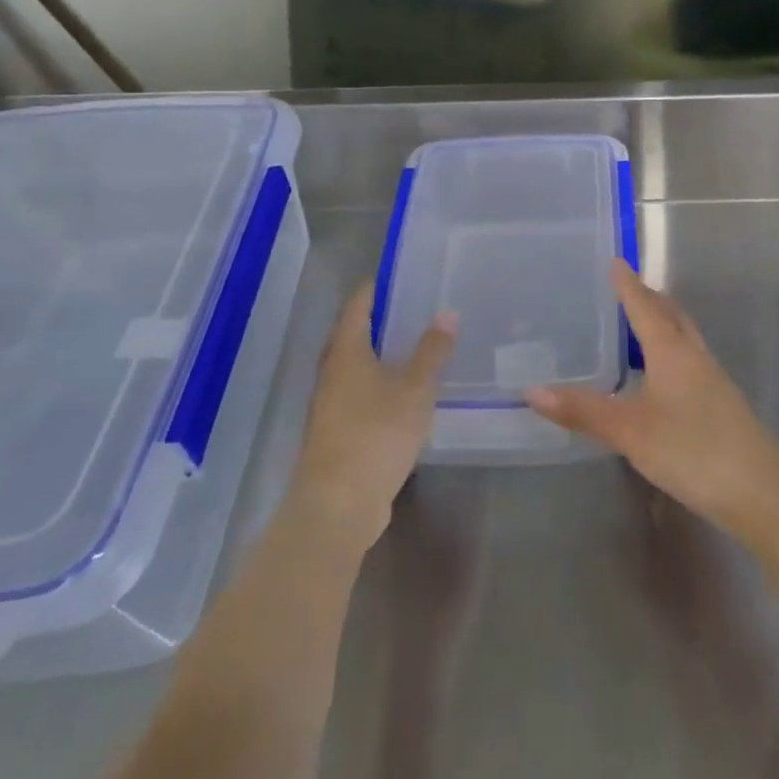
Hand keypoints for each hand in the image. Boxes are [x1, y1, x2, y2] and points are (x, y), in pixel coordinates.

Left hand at [288, 287, 455, 553]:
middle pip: (354, 334)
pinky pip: (360, 393)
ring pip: (357, 365)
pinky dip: (381, 382)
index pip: (358, 305)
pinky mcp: (338, 431)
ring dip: (382, 353)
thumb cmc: (376, 433)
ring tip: (417, 344)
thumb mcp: (415, 388)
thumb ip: (432, 351)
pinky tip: (406, 391)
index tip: (401, 275)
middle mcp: (332, 371)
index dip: (376, 287)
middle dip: (382, 319)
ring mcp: (331, 403)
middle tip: (417, 307)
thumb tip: (447, 312)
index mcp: (346, 351)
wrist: (338, 503)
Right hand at [525, 261, 778, 540]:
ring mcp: (712, 379)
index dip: (628, 284)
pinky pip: (690, 360)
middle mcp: (694, 356)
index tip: (616, 261)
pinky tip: (661, 375)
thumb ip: (582, 410)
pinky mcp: (721, 403)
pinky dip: (671, 351)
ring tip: (639, 324)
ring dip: (663, 323)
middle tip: (626, 288)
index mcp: (672, 351)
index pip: (644, 307)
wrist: (760, 491)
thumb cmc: (691, 450)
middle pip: (671, 315)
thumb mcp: (629, 431)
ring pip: (684, 337)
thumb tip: (532, 390)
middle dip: (649, 298)